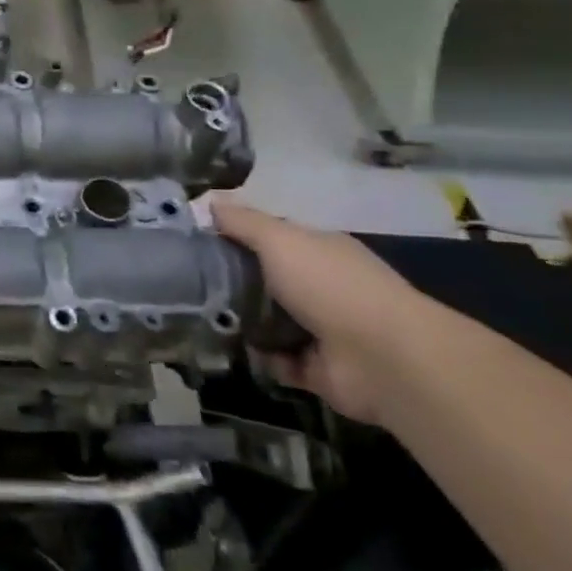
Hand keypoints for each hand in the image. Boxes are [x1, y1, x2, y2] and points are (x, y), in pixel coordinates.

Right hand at [211, 199, 437, 424]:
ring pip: (268, 322)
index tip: (195, 244)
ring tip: (200, 318)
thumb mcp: (280, 239)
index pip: (271, 239)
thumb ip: (243, 222)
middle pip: (266, 281)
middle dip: (232, 283)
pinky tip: (232, 348)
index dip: (235, 238)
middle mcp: (323, 287)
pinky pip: (276, 360)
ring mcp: (322, 330)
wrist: (383, 359)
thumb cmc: (329, 285)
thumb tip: (209, 201)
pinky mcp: (317, 369)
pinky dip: (258, 357)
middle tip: (189, 284)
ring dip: (241, 323)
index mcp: (319, 251)